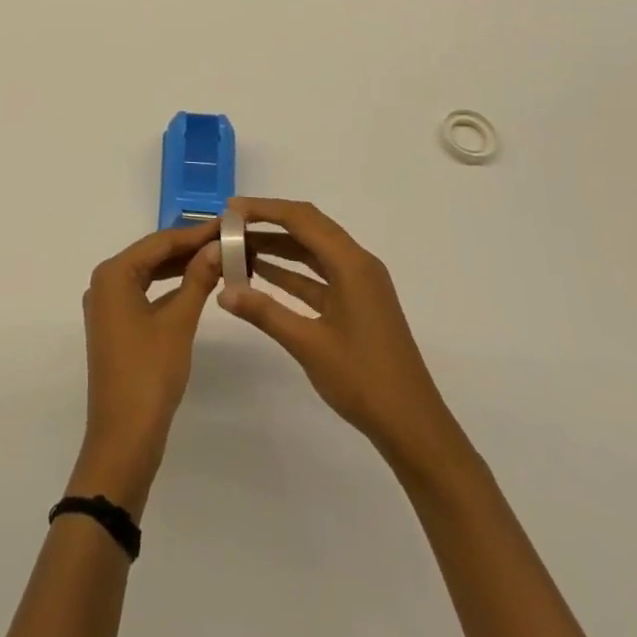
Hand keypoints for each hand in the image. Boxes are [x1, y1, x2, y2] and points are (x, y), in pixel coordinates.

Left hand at [69, 221, 223, 516]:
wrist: (124, 439)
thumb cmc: (149, 374)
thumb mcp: (178, 322)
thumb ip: (198, 279)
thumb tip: (217, 246)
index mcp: (113, 273)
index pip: (160, 241)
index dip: (195, 232)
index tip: (227, 223)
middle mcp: (105, 282)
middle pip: (152, 254)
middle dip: (189, 246)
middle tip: (226, 239)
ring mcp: (108, 305)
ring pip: (149, 272)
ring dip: (180, 265)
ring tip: (217, 257)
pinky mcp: (115, 325)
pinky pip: (145, 292)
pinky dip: (169, 287)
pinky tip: (195, 284)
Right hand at [217, 198, 464, 472]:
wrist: (413, 427)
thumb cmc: (364, 381)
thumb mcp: (309, 345)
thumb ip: (265, 312)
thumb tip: (223, 291)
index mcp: (351, 264)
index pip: (301, 219)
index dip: (263, 210)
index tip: (230, 209)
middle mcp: (357, 263)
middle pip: (308, 226)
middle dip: (269, 222)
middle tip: (231, 224)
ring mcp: (359, 284)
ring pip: (312, 250)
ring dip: (278, 246)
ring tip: (239, 247)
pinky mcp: (356, 303)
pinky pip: (318, 274)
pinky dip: (290, 271)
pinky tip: (261, 274)